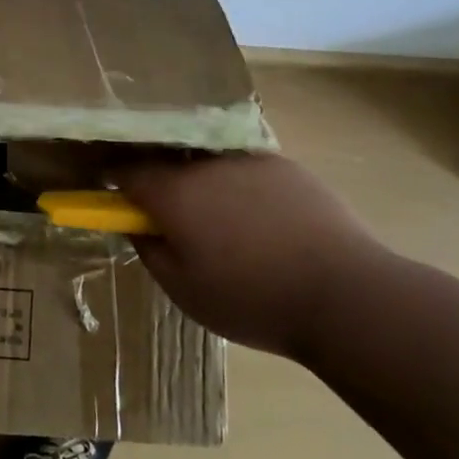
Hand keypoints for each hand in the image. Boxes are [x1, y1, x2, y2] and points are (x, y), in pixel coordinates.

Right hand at [114, 152, 396, 359]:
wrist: (347, 296)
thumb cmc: (252, 299)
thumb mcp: (183, 290)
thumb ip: (149, 250)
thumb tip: (138, 225)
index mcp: (174, 192)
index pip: (126, 170)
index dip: (113, 181)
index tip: (112, 195)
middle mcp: (206, 164)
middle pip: (168, 162)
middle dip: (161, 184)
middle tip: (174, 221)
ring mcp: (250, 160)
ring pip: (209, 165)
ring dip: (203, 185)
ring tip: (226, 226)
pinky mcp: (287, 167)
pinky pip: (246, 171)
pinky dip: (241, 188)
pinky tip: (263, 222)